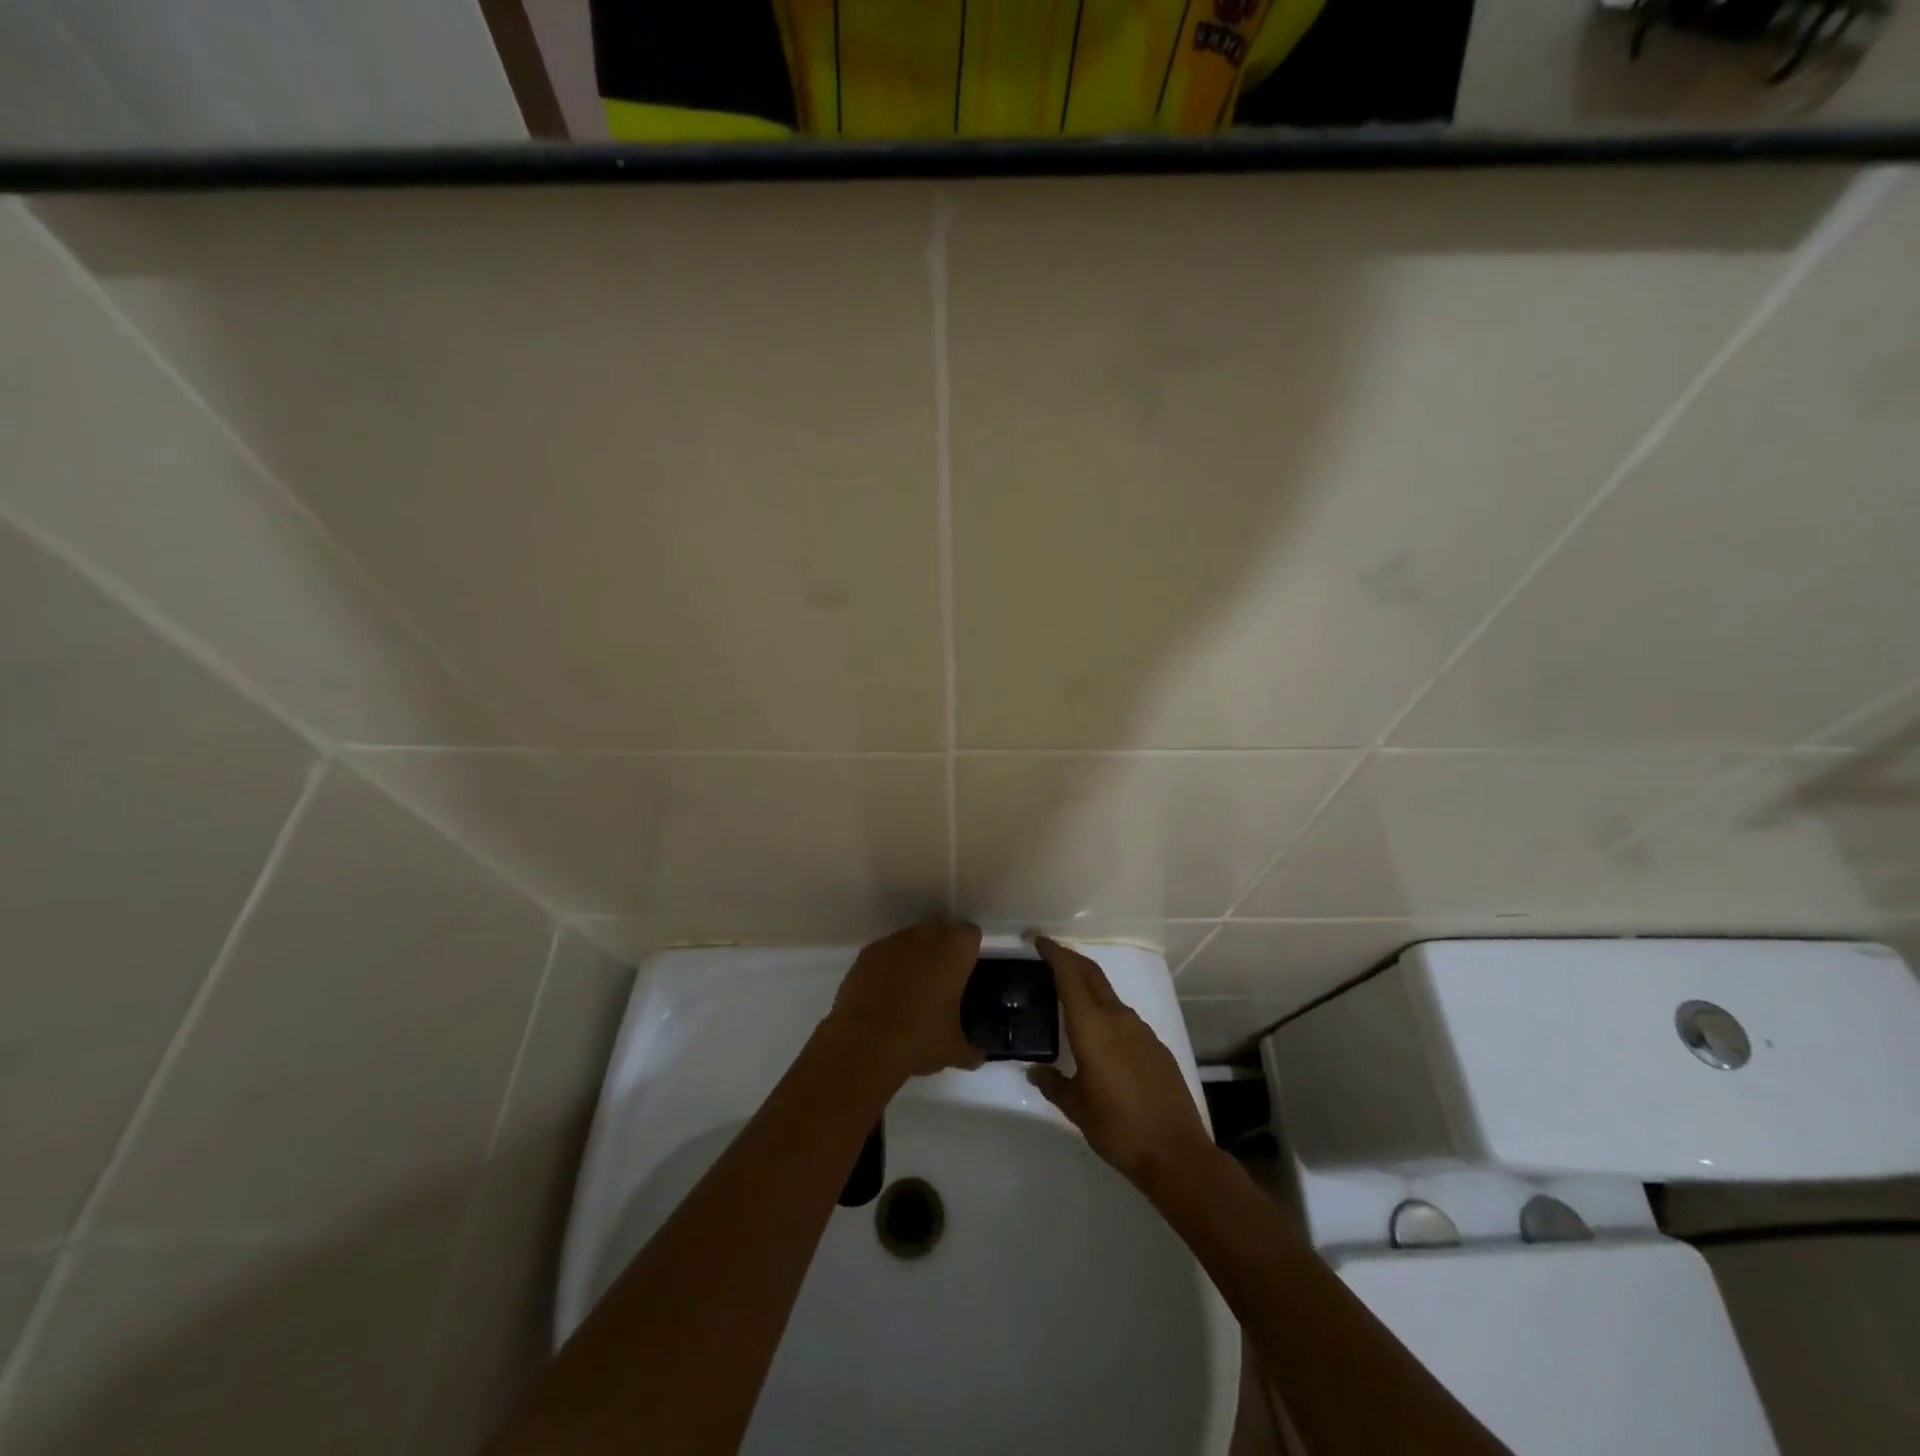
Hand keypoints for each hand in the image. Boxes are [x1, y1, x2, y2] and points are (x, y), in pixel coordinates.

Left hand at [819, 920, 984, 1084]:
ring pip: (911, 939)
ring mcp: (891, 942)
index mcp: (953, 951)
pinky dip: (888, 966)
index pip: (970, 934)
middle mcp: (924, 937)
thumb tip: (977, 1056)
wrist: (863, 1045)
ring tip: (911, 989)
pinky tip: (885, 994)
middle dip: (942, 948)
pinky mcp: (866, 954)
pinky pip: (885, 953)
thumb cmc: (919, 1039)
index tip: (967, 973)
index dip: (969, 952)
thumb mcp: (953, 1050)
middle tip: (942, 980)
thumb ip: (971, 1049)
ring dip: (914, 956)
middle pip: (940, 930)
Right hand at [1027, 937, 1217, 1188]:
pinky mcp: (1156, 1046)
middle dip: (1070, 959)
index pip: (1070, 975)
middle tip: (1050, 955)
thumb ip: (1053, 1084)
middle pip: (1091, 974)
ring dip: (1089, 987)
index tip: (1039, 940)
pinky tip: (1100, 1036)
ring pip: (1109, 995)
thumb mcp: (1076, 1108)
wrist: (1176, 1152)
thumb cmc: (1117, 1127)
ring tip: (1070, 998)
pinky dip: (1106, 1012)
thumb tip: (1035, 1071)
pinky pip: (1124, 1018)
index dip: (1054, 953)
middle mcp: (1117, 1018)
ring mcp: (1141, 1030)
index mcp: (1092, 1026)